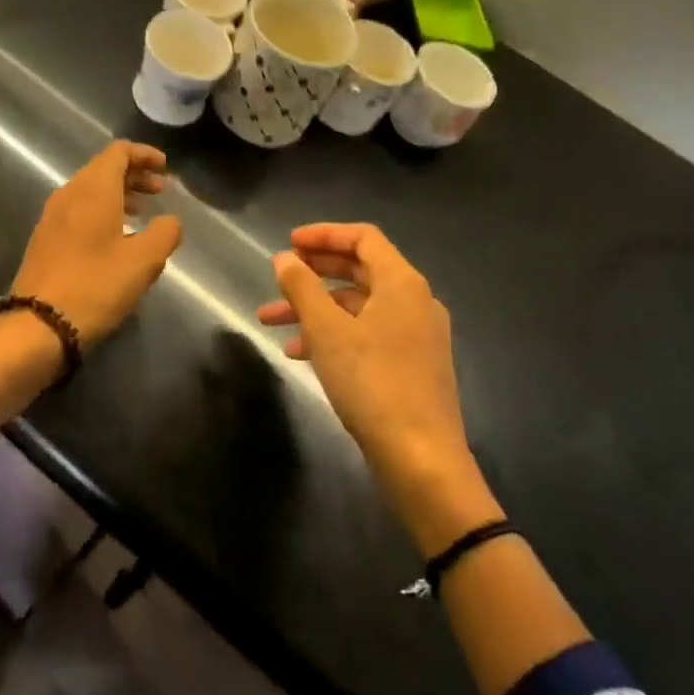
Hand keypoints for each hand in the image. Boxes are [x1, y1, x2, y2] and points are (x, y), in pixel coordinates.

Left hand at [12, 141, 182, 348]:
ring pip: (89, 190)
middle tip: (160, 191)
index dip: (144, 154)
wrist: (39, 324)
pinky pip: (78, 209)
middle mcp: (69, 194)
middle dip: (134, 174)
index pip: (118, 152)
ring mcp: (52, 216)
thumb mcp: (143, 261)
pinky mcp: (45, 238)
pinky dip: (101, 211)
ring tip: (142, 213)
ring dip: (118, 194)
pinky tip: (115, 236)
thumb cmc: (96, 286)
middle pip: (103, 168)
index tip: (165, 167)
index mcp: (93, 190)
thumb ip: (165, 233)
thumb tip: (170, 221)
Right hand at [258, 224, 491, 549]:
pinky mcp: (411, 365)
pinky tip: (300, 354)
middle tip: (279, 276)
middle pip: (360, 270)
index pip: (363, 238)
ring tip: (271, 322)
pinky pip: (367, 334)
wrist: (421, 459)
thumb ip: (302, 288)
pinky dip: (334, 335)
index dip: (324, 234)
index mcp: (402, 283)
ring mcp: (416, 336)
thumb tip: (284, 259)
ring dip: (315, 309)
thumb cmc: (372, 383)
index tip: (288, 243)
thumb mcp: (326, 331)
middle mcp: (415, 302)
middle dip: (314, 273)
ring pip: (358, 306)